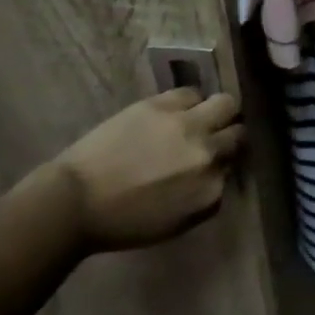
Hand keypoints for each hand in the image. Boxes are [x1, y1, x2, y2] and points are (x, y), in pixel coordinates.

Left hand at [30, 89, 244, 252]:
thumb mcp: (176, 222)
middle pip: (239, 133)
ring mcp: (187, 124)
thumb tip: (217, 173)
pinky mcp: (164, 104)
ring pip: (226, 103)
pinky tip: (176, 111)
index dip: (225, 163)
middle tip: (216, 137)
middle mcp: (207, 154)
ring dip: (217, 112)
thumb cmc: (123, 222)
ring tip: (201, 117)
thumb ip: (205, 195)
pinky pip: (191, 93)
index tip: (215, 164)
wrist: (75, 201)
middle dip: (230, 135)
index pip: (236, 167)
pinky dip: (189, 102)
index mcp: (210, 190)